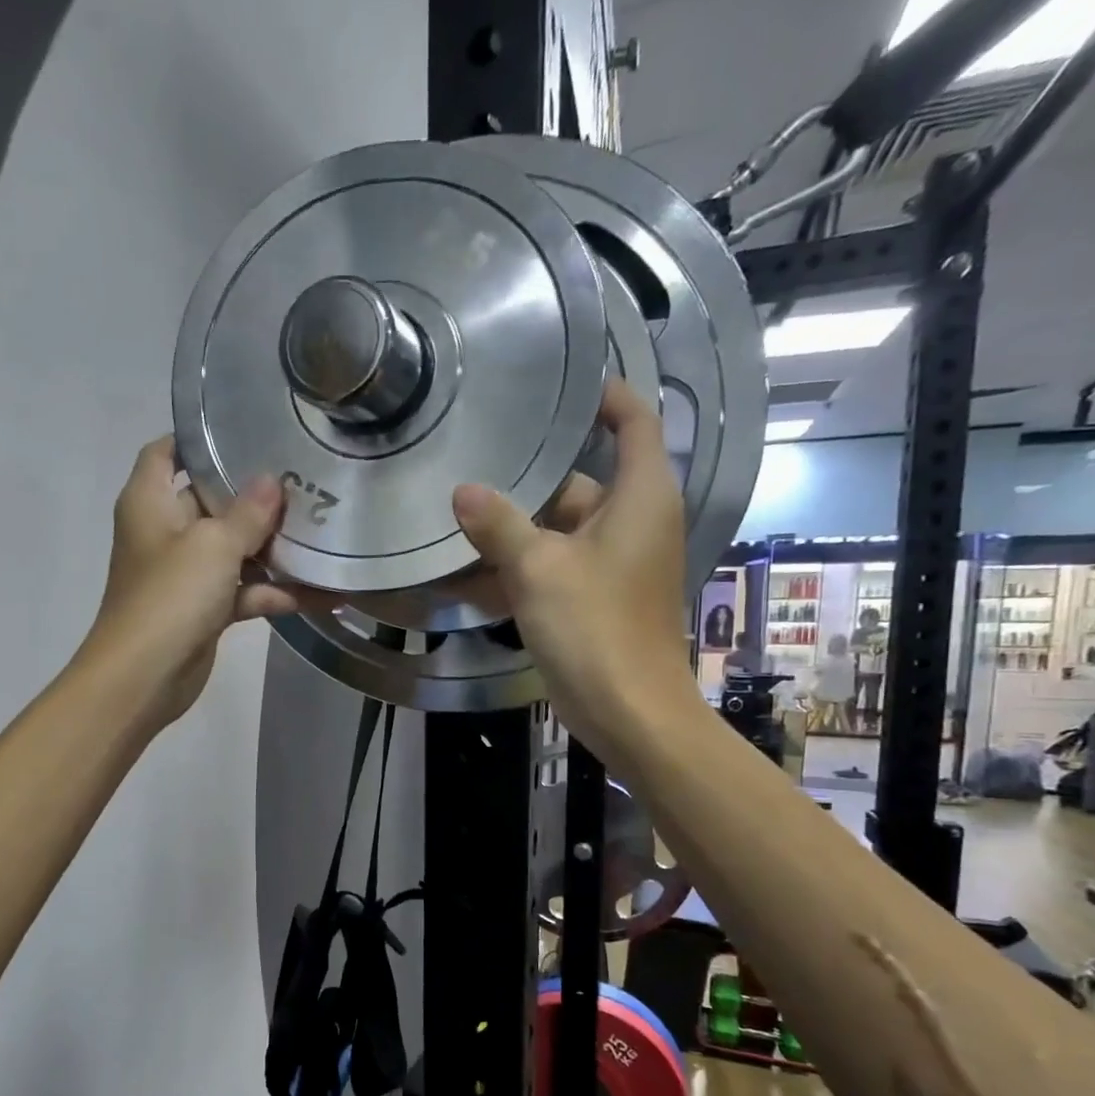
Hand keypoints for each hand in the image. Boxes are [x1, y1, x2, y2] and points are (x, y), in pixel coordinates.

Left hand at [82, 437, 311, 729]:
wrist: (144, 677)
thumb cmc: (170, 597)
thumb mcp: (213, 545)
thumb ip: (247, 512)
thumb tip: (272, 480)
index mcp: (150, 501)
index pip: (166, 452)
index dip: (198, 439)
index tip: (245, 429)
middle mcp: (165, 531)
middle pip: (211, 499)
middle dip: (254, 494)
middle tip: (305, 478)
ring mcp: (187, 573)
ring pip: (234, 549)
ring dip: (273, 547)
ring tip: (324, 529)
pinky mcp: (205, 609)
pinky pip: (245, 591)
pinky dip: (276, 592)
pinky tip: (324, 592)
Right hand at [450, 378, 697, 751]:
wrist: (628, 712)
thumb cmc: (595, 628)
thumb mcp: (539, 569)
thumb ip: (499, 525)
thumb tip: (462, 491)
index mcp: (640, 496)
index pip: (634, 420)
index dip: (603, 395)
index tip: (556, 383)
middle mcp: (632, 521)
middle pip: (577, 480)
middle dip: (526, 478)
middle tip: (470, 459)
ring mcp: (612, 563)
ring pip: (557, 529)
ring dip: (511, 530)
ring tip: (454, 516)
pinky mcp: (593, 598)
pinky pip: (552, 568)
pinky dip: (518, 569)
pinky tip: (465, 573)